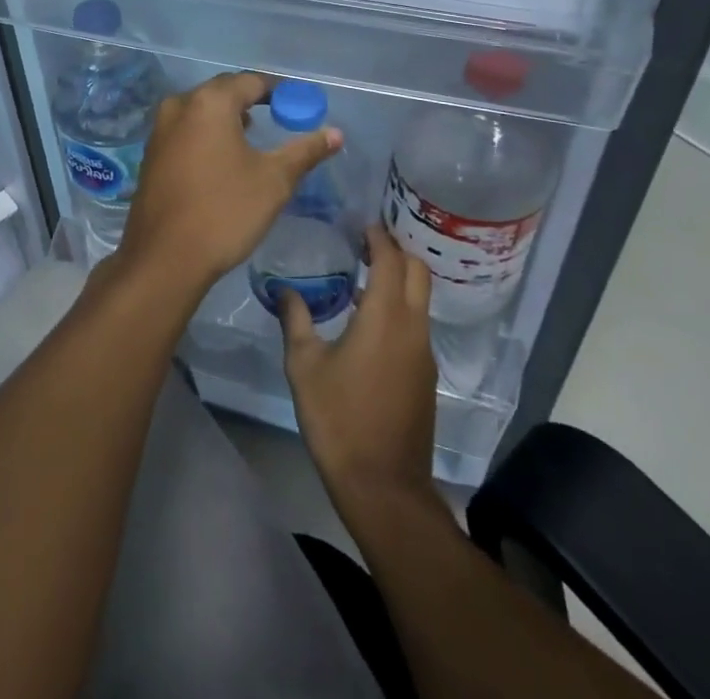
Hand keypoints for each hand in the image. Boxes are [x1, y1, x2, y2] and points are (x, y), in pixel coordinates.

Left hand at [115, 71, 340, 303]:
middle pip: (223, 90)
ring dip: (227, 116)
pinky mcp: (152, 153)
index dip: (277, 90)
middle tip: (279, 116)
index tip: (298, 105)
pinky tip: (222, 156)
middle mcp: (180, 105)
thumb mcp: (274, 181)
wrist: (165, 258)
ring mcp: (160, 129)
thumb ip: (305, 151)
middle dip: (251, 99)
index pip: (250, 81)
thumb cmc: (225, 211)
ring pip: (201, 109)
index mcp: (209, 102)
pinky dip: (207, 132)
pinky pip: (186, 129)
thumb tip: (335, 133)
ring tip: (253, 135)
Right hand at [281, 225, 439, 518]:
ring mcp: (424, 354)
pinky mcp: (425, 377)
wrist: (384, 487)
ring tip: (362, 274)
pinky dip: (399, 307)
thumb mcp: (304, 366)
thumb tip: (284, 289)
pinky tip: (368, 319)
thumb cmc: (339, 419)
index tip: (360, 222)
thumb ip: (296, 320)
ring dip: (398, 280)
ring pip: (420, 299)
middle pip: (418, 272)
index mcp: (386, 318)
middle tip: (365, 241)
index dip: (378, 236)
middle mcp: (413, 328)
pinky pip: (416, 324)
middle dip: (396, 250)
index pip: (391, 259)